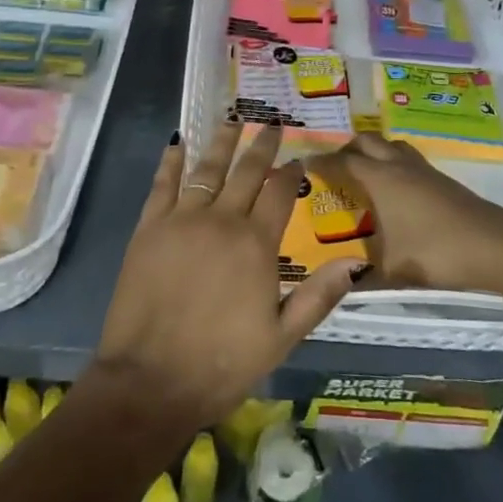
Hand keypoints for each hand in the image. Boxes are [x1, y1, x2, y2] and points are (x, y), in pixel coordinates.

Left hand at [94, 121, 358, 428]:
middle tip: (270, 123)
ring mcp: (182, 221)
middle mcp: (222, 221)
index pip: (280, 193)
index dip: (290, 172)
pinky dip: (171, 162)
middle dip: (261, 145)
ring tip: (231, 118)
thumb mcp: (282, 339)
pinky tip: (177, 143)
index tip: (297, 159)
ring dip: (221, 141)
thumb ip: (318, 297)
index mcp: (257, 244)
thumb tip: (353, 261)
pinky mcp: (149, 229)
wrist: (150, 382)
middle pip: (245, 171)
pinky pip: (162, 185)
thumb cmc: (222, 365)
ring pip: (206, 168)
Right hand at [309, 133, 502, 293]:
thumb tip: (337, 281)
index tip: (302, 168)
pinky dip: (391, 163)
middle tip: (332, 172)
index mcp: (379, 180)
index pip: (341, 162)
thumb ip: (360, 276)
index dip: (319, 164)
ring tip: (362, 175)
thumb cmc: (436, 253)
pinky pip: (406, 158)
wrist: (495, 246)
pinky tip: (394, 191)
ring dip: (372, 152)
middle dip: (345, 150)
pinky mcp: (440, 179)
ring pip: (389, 145)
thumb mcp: (392, 271)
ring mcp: (422, 169)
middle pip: (365, 141)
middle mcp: (397, 166)